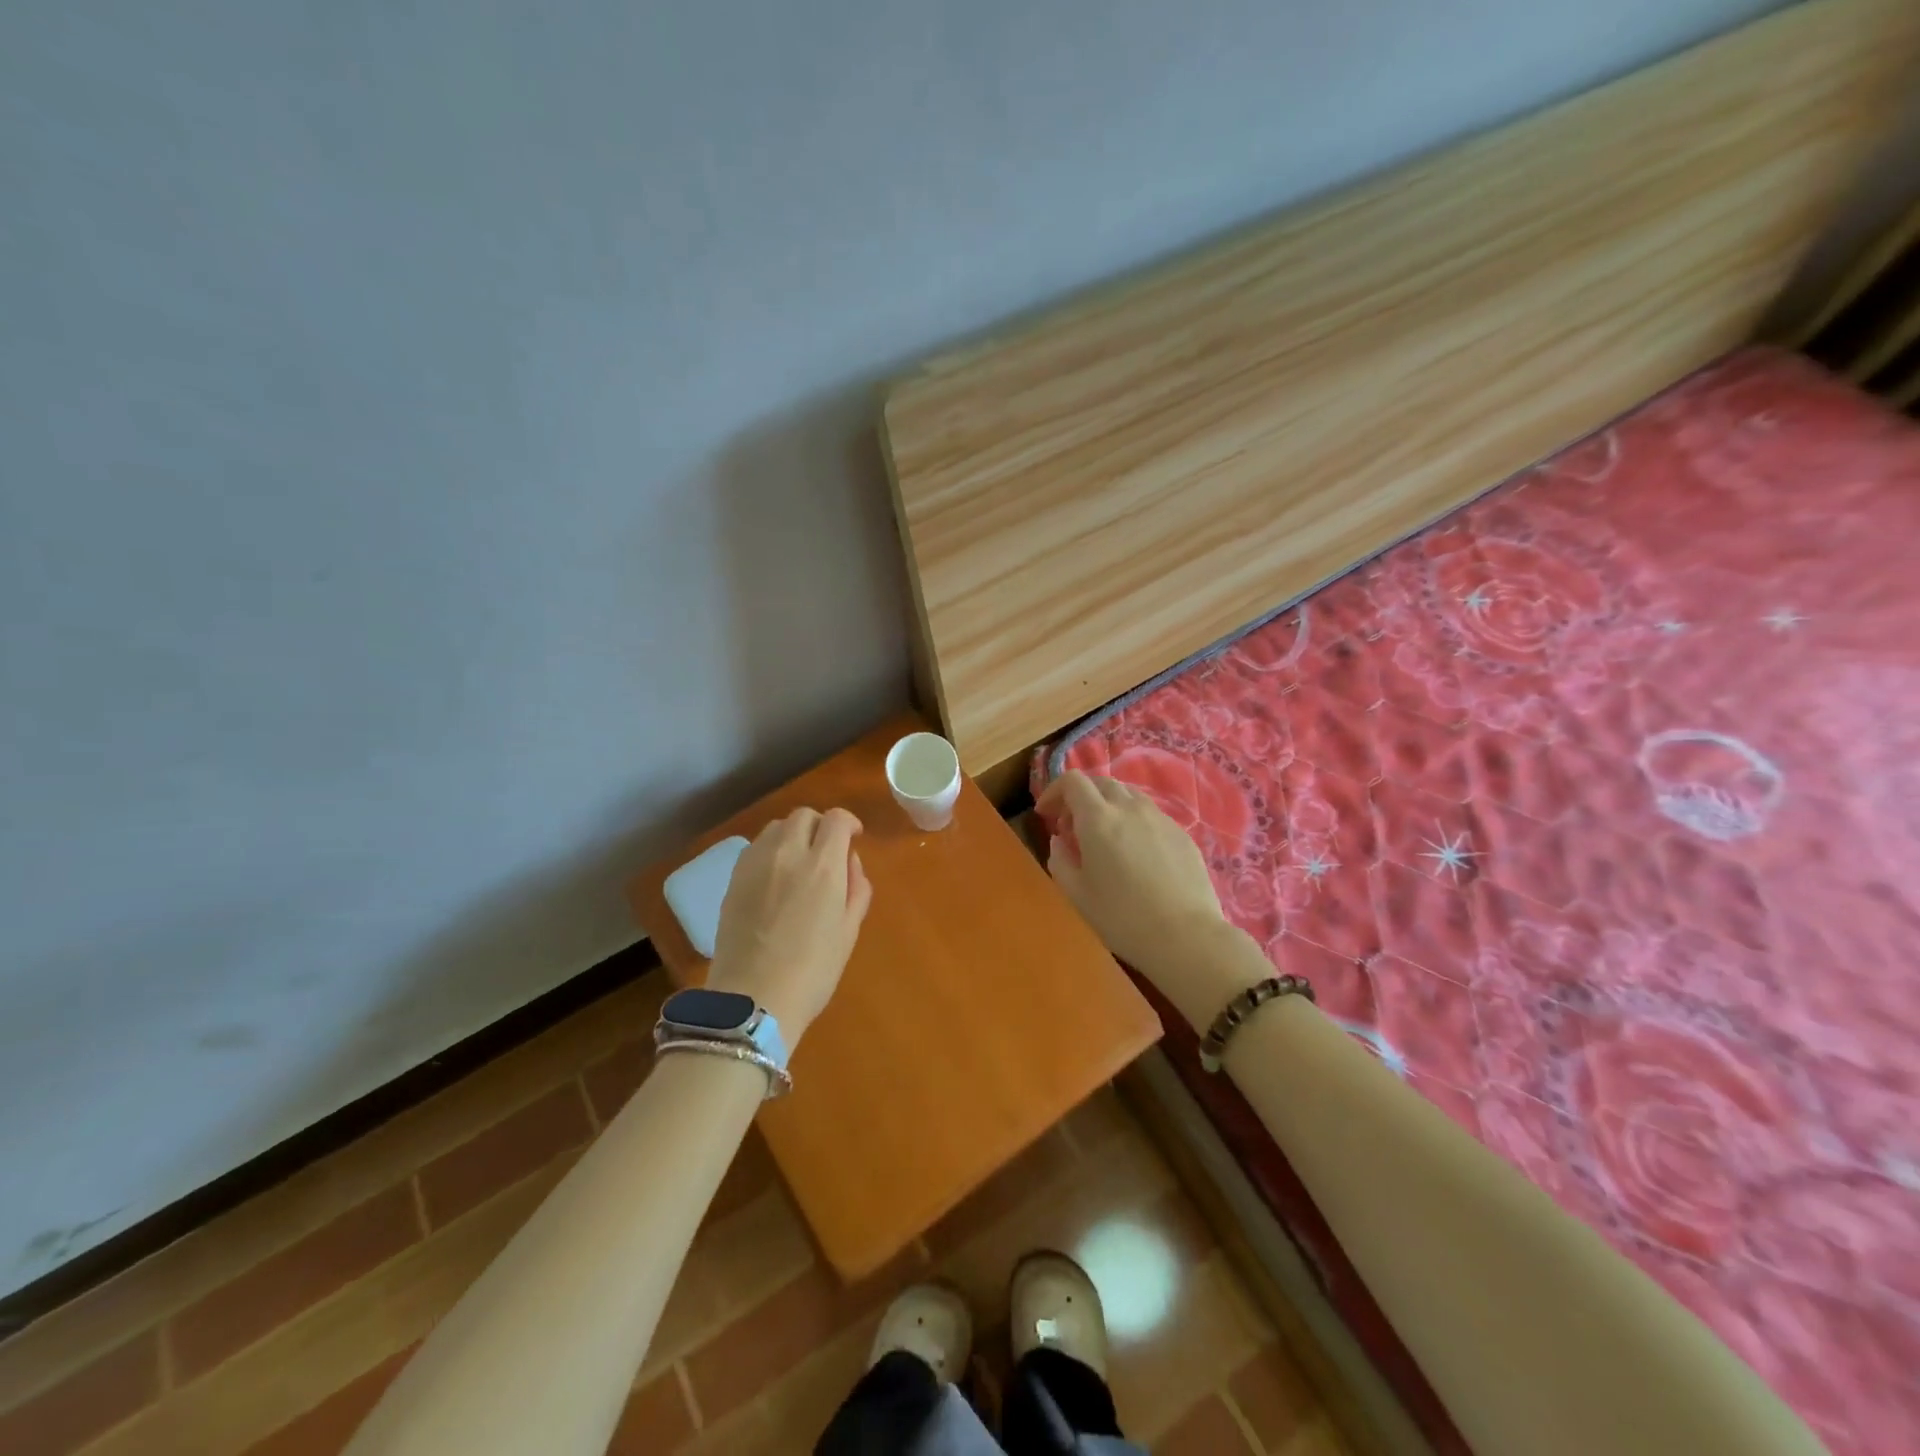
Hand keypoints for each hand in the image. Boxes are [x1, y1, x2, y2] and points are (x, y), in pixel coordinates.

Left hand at [706, 807, 872, 1046]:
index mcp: (823, 866)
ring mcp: (755, 864)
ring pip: (776, 827)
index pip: (837, 819)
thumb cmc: (812, 971)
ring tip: (799, 861)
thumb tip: (850, 862)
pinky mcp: (733, 878)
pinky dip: (770, 850)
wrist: (753, 999)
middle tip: (826, 850)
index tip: (853, 838)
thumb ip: (856, 888)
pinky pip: (755, 847)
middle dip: (820, 825)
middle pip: (803, 815)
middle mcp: (788, 853)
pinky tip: (774, 877)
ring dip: (793, 834)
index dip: (849, 823)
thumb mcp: (849, 931)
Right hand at [1037, 771, 1257, 1028]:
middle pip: (1101, 782)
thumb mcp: (1077, 895)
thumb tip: (1059, 841)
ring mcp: (1160, 818)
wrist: (1186, 936)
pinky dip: (1133, 820)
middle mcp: (1129, 808)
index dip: (1054, 791)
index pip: (1072, 781)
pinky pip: (1150, 814)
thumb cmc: (1122, 918)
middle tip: (1071, 826)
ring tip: (1104, 836)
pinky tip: (1135, 852)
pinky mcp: (1182, 833)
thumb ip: (1060, 861)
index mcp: (1098, 819)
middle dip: (1080, 796)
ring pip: (1128, 795)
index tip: (1045, 814)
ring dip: (1108, 805)